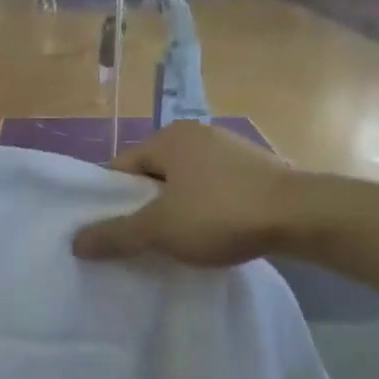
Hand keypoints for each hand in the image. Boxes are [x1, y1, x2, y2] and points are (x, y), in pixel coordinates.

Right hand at [71, 121, 345, 266]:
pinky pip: (212, 191)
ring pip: (183, 184)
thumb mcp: (158, 229)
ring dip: (173, 211)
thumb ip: (114, 235)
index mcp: (169, 137)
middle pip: (152, 175)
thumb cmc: (220, 214)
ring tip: (171, 244)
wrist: (303, 216)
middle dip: (142, 207)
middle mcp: (197, 134)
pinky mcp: (256, 171)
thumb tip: (74, 242)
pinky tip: (208, 235)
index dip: (109, 201)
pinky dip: (203, 211)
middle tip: (137, 242)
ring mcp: (230, 150)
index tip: (108, 232)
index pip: (120, 168)